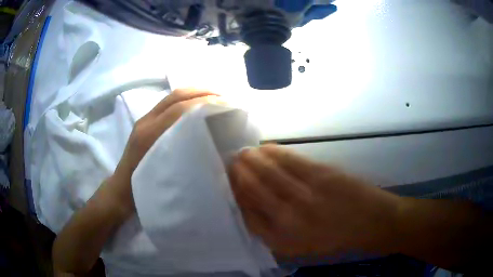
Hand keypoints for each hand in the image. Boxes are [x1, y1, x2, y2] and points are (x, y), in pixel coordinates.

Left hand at [110, 88, 222, 216]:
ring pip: (171, 97)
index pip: (179, 109)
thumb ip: (181, 158)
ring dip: (194, 93)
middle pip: (175, 96)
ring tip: (214, 97)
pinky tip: (196, 105)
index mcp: (149, 135)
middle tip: (223, 97)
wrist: (120, 188)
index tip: (225, 103)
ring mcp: (144, 120)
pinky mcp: (145, 121)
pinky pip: (167, 103)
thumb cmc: (142, 188)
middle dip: (201, 92)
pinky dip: (185, 99)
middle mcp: (146, 121)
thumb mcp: (165, 177)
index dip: (203, 102)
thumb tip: (208, 142)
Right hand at [228, 145, 401, 258]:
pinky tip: (265, 148)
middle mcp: (288, 218)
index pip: (247, 215)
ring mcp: (305, 195)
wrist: (372, 223)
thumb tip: (254, 209)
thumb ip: (275, 232)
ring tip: (243, 153)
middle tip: (230, 163)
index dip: (236, 196)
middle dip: (237, 174)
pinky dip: (274, 152)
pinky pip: (289, 160)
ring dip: (251, 160)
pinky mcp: (321, 175)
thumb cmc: (336, 240)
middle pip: (252, 190)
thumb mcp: (301, 247)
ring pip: (267, 172)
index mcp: (282, 240)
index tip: (230, 185)